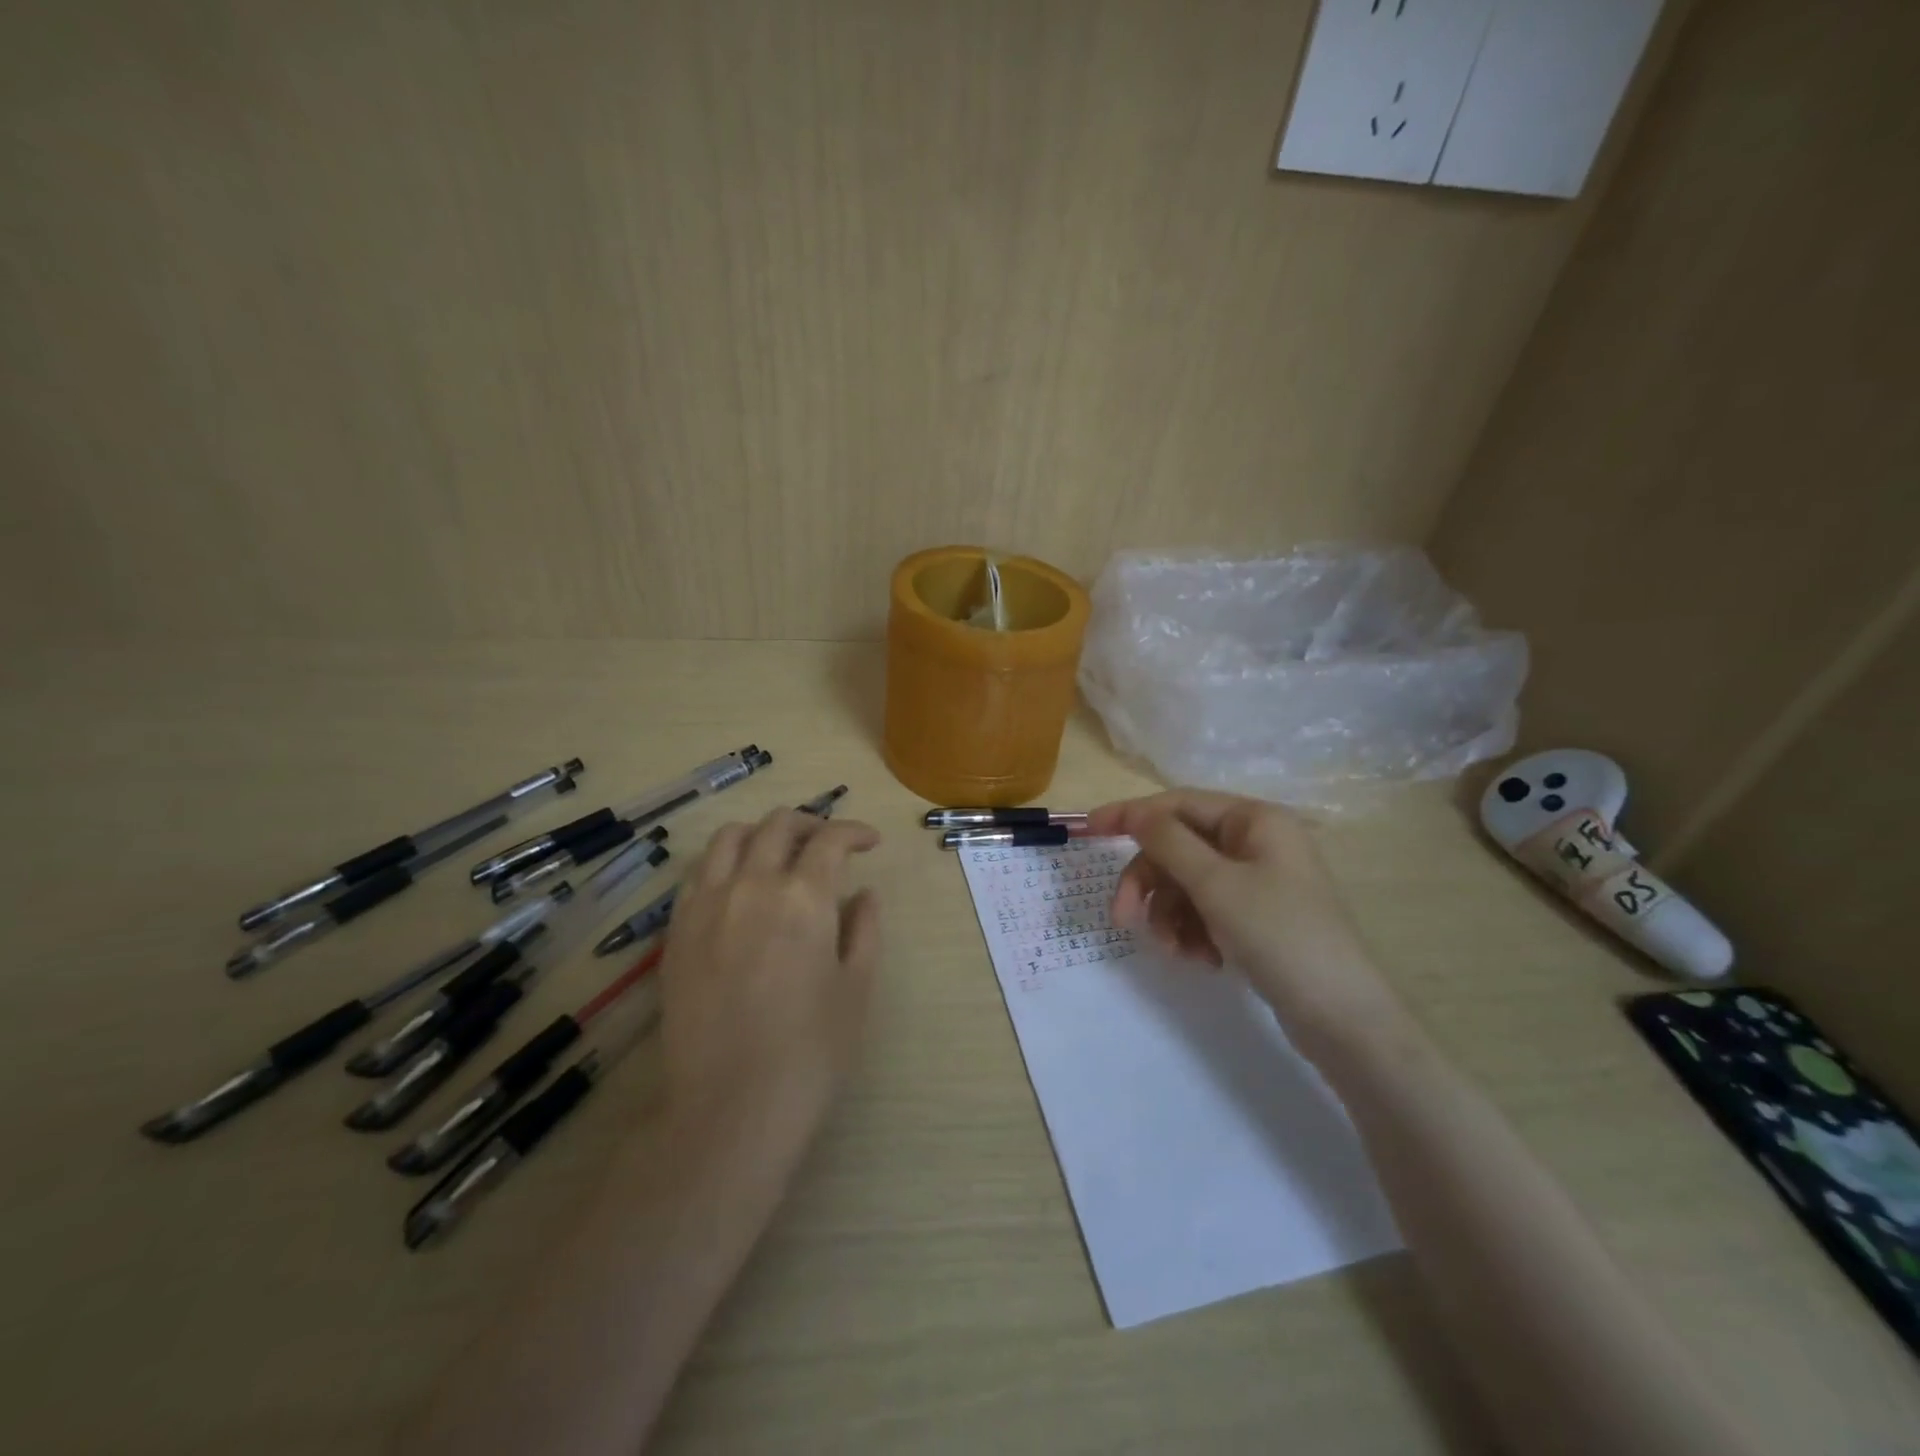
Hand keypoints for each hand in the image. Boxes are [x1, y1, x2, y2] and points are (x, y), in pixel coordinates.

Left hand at [657, 809, 881, 1136]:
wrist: (729, 1107)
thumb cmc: (810, 1052)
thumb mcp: (857, 989)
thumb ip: (864, 929)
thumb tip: (864, 894)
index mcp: (804, 897)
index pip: (830, 839)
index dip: (854, 832)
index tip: (869, 842)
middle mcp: (752, 884)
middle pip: (778, 825)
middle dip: (811, 823)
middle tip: (829, 844)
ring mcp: (707, 904)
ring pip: (730, 837)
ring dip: (762, 833)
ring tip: (779, 854)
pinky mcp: (677, 929)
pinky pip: (698, 872)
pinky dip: (724, 861)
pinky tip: (738, 885)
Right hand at [1087, 790, 1401, 1060]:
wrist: (1343, 1018)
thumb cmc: (1280, 936)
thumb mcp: (1216, 885)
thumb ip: (1169, 842)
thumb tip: (1136, 813)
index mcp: (1254, 820)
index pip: (1177, 804)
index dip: (1130, 815)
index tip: (1089, 830)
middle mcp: (1255, 843)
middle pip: (1178, 849)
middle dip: (1150, 884)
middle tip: (1123, 919)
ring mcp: (1256, 882)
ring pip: (1186, 884)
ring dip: (1170, 916)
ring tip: (1177, 951)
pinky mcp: (1254, 918)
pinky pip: (1204, 911)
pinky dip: (1193, 932)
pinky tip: (1203, 960)